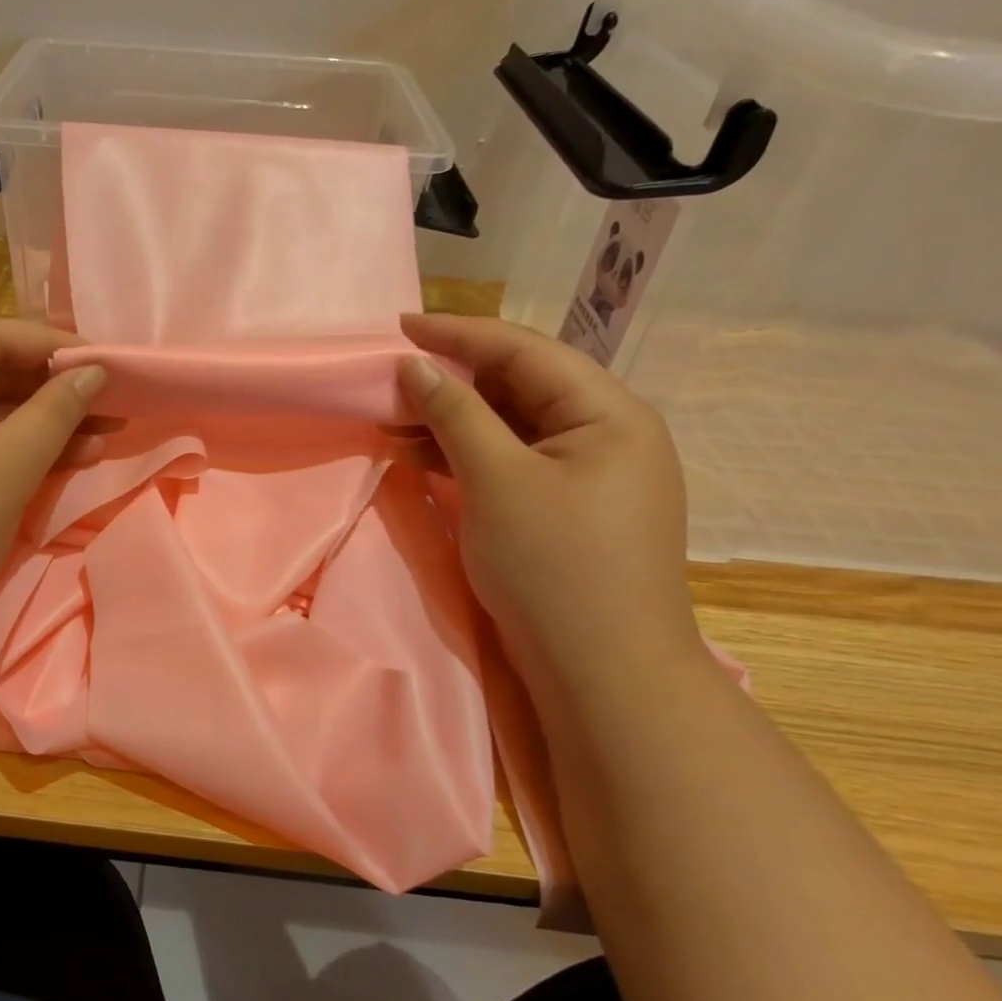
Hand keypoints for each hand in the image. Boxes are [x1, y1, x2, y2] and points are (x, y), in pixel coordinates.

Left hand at [0, 320, 106, 640]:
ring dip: (45, 423)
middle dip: (55, 389)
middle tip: (113, 401)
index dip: (53, 345)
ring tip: (106, 433)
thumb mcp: (1, 474)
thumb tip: (94, 371)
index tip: (108, 363)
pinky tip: (71, 457)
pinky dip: (21, 451)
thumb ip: (52, 415)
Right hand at [398, 313, 706, 705]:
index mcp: (609, 414)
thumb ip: (455, 414)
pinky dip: (469, 457)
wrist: (603, 675)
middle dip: (453, 380)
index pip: (525, 352)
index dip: (458, 334)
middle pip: (521, 386)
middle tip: (392, 377)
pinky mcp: (568, 509)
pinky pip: (513, 464)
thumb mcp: (497, 481)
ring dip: (455, 421)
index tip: (399, 325)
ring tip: (395, 419)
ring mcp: (589, 475)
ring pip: (512, 427)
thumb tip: (414, 365)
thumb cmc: (554, 568)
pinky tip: (424, 457)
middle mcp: (607, 434)